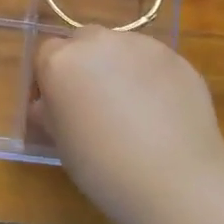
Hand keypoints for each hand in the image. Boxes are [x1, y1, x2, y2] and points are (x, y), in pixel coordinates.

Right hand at [34, 27, 223, 223]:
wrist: (177, 182)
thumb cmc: (104, 169)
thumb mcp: (62, 143)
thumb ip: (51, 112)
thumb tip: (49, 104)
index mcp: (61, 61)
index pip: (46, 54)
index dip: (51, 79)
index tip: (58, 105)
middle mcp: (99, 42)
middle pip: (83, 42)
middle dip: (85, 64)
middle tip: (94, 102)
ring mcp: (142, 46)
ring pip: (121, 48)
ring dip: (118, 67)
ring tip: (132, 107)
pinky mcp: (177, 58)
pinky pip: (153, 61)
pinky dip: (150, 77)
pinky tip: (160, 111)